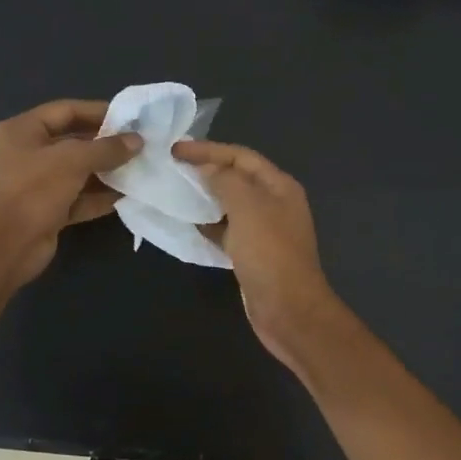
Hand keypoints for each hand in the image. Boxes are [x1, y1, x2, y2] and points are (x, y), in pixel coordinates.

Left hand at [0, 99, 141, 286]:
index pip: (65, 111)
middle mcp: (26, 154)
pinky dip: (98, 198)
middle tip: (139, 145)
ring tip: (139, 170)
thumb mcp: (73, 160)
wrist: (5, 246)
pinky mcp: (46, 212)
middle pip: (72, 142)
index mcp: (21, 131)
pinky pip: (77, 199)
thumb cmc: (33, 190)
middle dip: (105, 145)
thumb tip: (137, 141)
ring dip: (106, 173)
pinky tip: (126, 196)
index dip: (98, 112)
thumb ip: (107, 148)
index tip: (130, 118)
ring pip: (77, 173)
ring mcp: (35, 185)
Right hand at [174, 140, 340, 367]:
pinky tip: (190, 225)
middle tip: (173, 168)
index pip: (241, 156)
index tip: (175, 150)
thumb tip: (207, 169)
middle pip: (237, 178)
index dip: (208, 150)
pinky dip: (210, 224)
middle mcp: (275, 204)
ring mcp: (265, 231)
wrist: (288, 309)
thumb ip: (226, 181)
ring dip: (206, 197)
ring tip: (176, 192)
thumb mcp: (247, 207)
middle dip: (206, 171)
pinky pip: (228, 230)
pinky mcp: (253, 254)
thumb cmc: (269, 253)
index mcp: (279, 186)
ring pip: (231, 205)